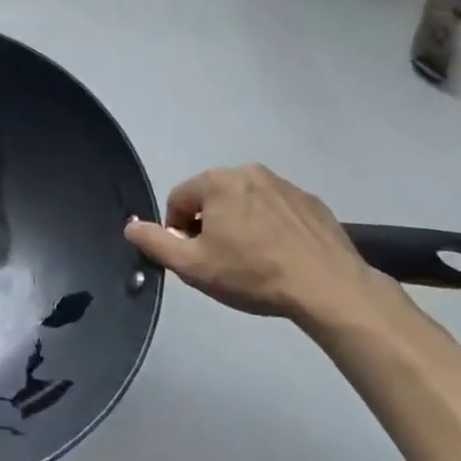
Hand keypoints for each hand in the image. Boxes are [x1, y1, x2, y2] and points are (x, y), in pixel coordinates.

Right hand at [125, 164, 384, 324]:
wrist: (329, 289)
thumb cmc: (253, 274)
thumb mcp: (193, 266)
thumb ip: (155, 243)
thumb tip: (131, 227)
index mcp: (218, 181)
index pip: (179, 199)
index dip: (178, 231)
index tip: (194, 259)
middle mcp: (249, 172)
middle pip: (213, 197)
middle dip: (210, 225)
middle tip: (222, 262)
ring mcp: (286, 185)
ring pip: (247, 202)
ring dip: (242, 225)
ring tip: (254, 262)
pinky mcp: (313, 203)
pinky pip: (279, 211)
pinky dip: (273, 228)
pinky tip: (282, 258)